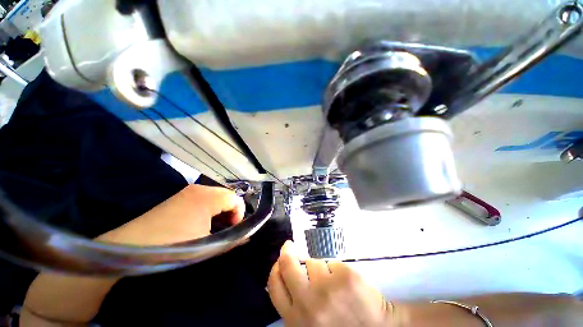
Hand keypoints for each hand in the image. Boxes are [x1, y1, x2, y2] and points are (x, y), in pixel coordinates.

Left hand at [98, 184, 245, 245]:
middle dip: (231, 211)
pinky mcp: (180, 196)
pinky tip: (202, 222)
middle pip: (227, 195)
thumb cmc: (174, 245)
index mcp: (208, 197)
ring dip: (221, 210)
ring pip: (216, 196)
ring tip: (215, 227)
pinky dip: (210, 208)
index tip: (233, 229)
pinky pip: (204, 198)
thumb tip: (246, 237)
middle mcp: (200, 188)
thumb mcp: (207, 245)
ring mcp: (188, 191)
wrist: (132, 245)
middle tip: (226, 228)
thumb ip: (231, 239)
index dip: (240, 213)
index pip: (236, 198)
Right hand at [268, 241, 396, 325]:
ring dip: (320, 269)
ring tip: (333, 284)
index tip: (280, 259)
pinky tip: (346, 284)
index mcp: (297, 319)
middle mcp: (309, 304)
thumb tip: (286, 274)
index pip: (275, 286)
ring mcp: (328, 288)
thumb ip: (296, 304)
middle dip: (287, 252)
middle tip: (289, 246)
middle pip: (288, 265)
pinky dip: (337, 270)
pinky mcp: (346, 277)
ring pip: (314, 262)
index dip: (276, 268)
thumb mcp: (310, 323)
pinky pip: (333, 262)